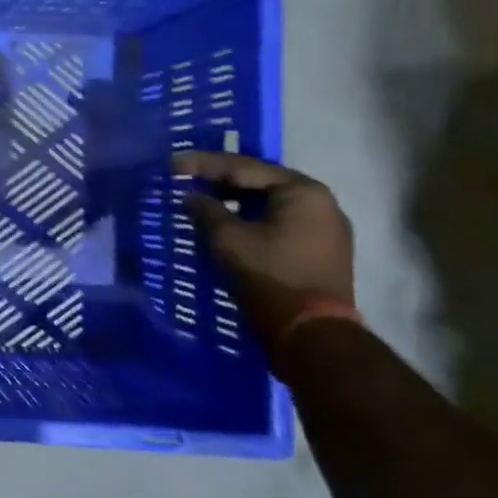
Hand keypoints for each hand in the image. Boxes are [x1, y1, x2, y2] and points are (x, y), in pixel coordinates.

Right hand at [173, 151, 355, 365]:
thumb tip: (190, 197)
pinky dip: (251, 219)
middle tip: (185, 180)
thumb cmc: (270, 276)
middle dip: (220, 181)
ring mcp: (325, 228)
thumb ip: (205, 210)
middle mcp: (321, 202)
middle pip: (260, 182)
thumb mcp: (227, 239)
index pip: (243, 167)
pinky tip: (226, 224)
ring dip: (235, 202)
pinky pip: (279, 222)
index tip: (172, 163)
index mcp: (302, 191)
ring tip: (201, 201)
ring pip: (269, 204)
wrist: (312, 334)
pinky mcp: (321, 250)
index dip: (203, 164)